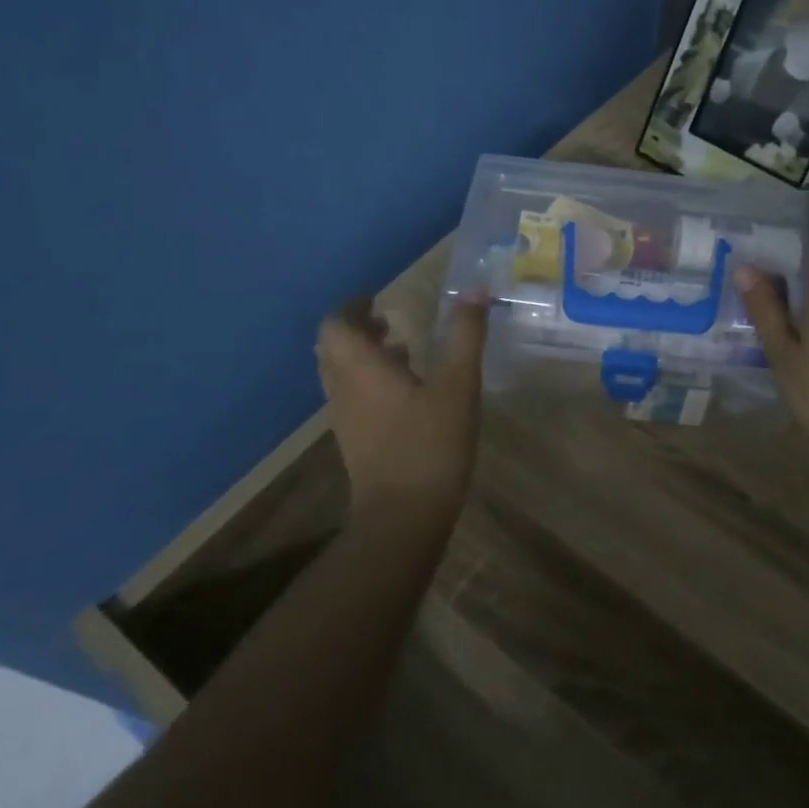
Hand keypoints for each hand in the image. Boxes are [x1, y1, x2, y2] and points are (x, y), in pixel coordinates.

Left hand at [315, 291, 488, 519]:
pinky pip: (352, 398)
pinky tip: (407, 392)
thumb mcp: (458, 385)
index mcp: (361, 368)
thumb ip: (465, 336)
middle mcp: (343, 389)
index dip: (352, 306)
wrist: (403, 517)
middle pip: (333, 348)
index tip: (377, 298)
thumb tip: (475, 291)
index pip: (335, 325)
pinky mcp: (355, 442)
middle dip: (357, 329)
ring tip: (402, 349)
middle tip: (388, 320)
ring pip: (341, 374)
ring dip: (363, 356)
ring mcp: (345, 419)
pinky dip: (370, 382)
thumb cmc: (430, 444)